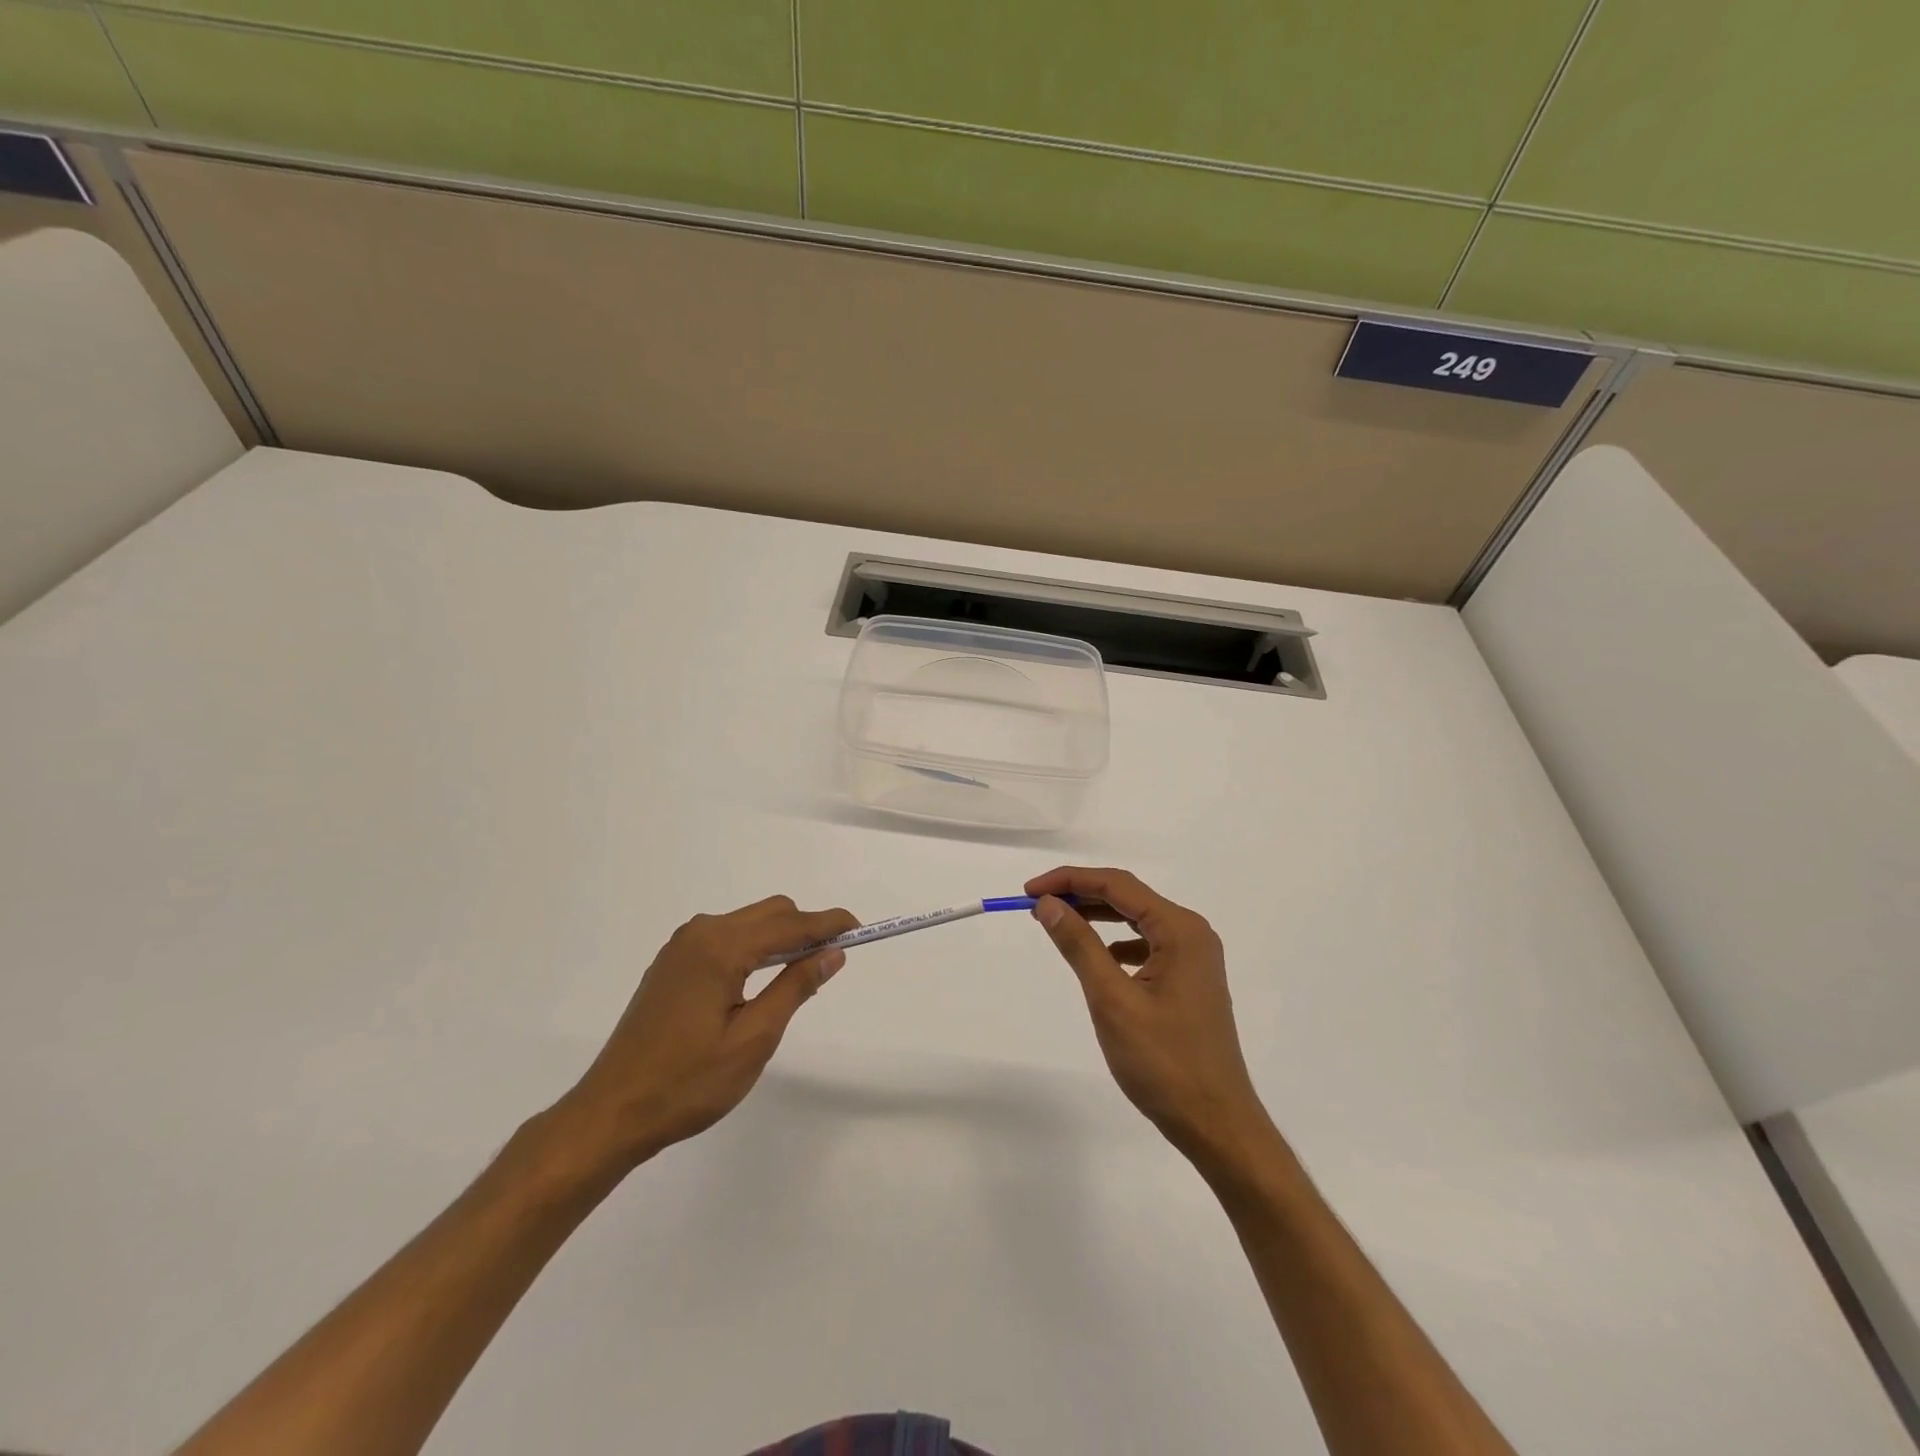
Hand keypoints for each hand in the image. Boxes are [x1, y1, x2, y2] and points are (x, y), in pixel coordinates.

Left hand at [555, 896, 856, 1171]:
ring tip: (802, 976)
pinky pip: (725, 939)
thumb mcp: (754, 1038)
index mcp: (720, 947)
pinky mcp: (671, 964)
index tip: (860, 930)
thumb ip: (795, 987)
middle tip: (833, 960)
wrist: (611, 1113)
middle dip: (806, 928)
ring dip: (780, 938)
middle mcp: (700, 933)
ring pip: (747, 923)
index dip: (828, 924)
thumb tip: (832, 952)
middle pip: (769, 913)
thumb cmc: (688, 1082)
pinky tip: (761, 981)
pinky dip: (754, 948)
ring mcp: (681, 947)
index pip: (789, 923)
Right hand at [1026, 867, 1273, 1168]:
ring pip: (1136, 920)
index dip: (1069, 880)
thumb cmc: (1163, 1062)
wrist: (1216, 1123)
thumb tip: (1048, 903)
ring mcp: (1195, 958)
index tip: (1028, 891)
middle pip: (1128, 897)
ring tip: (1059, 923)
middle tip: (1036, 904)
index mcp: (1179, 930)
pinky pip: (1147, 945)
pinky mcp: (1190, 981)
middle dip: (1080, 895)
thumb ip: (1079, 945)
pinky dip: (1117, 942)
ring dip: (1097, 917)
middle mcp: (1192, 934)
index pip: (1117, 885)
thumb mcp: (1112, 999)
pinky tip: (1100, 958)